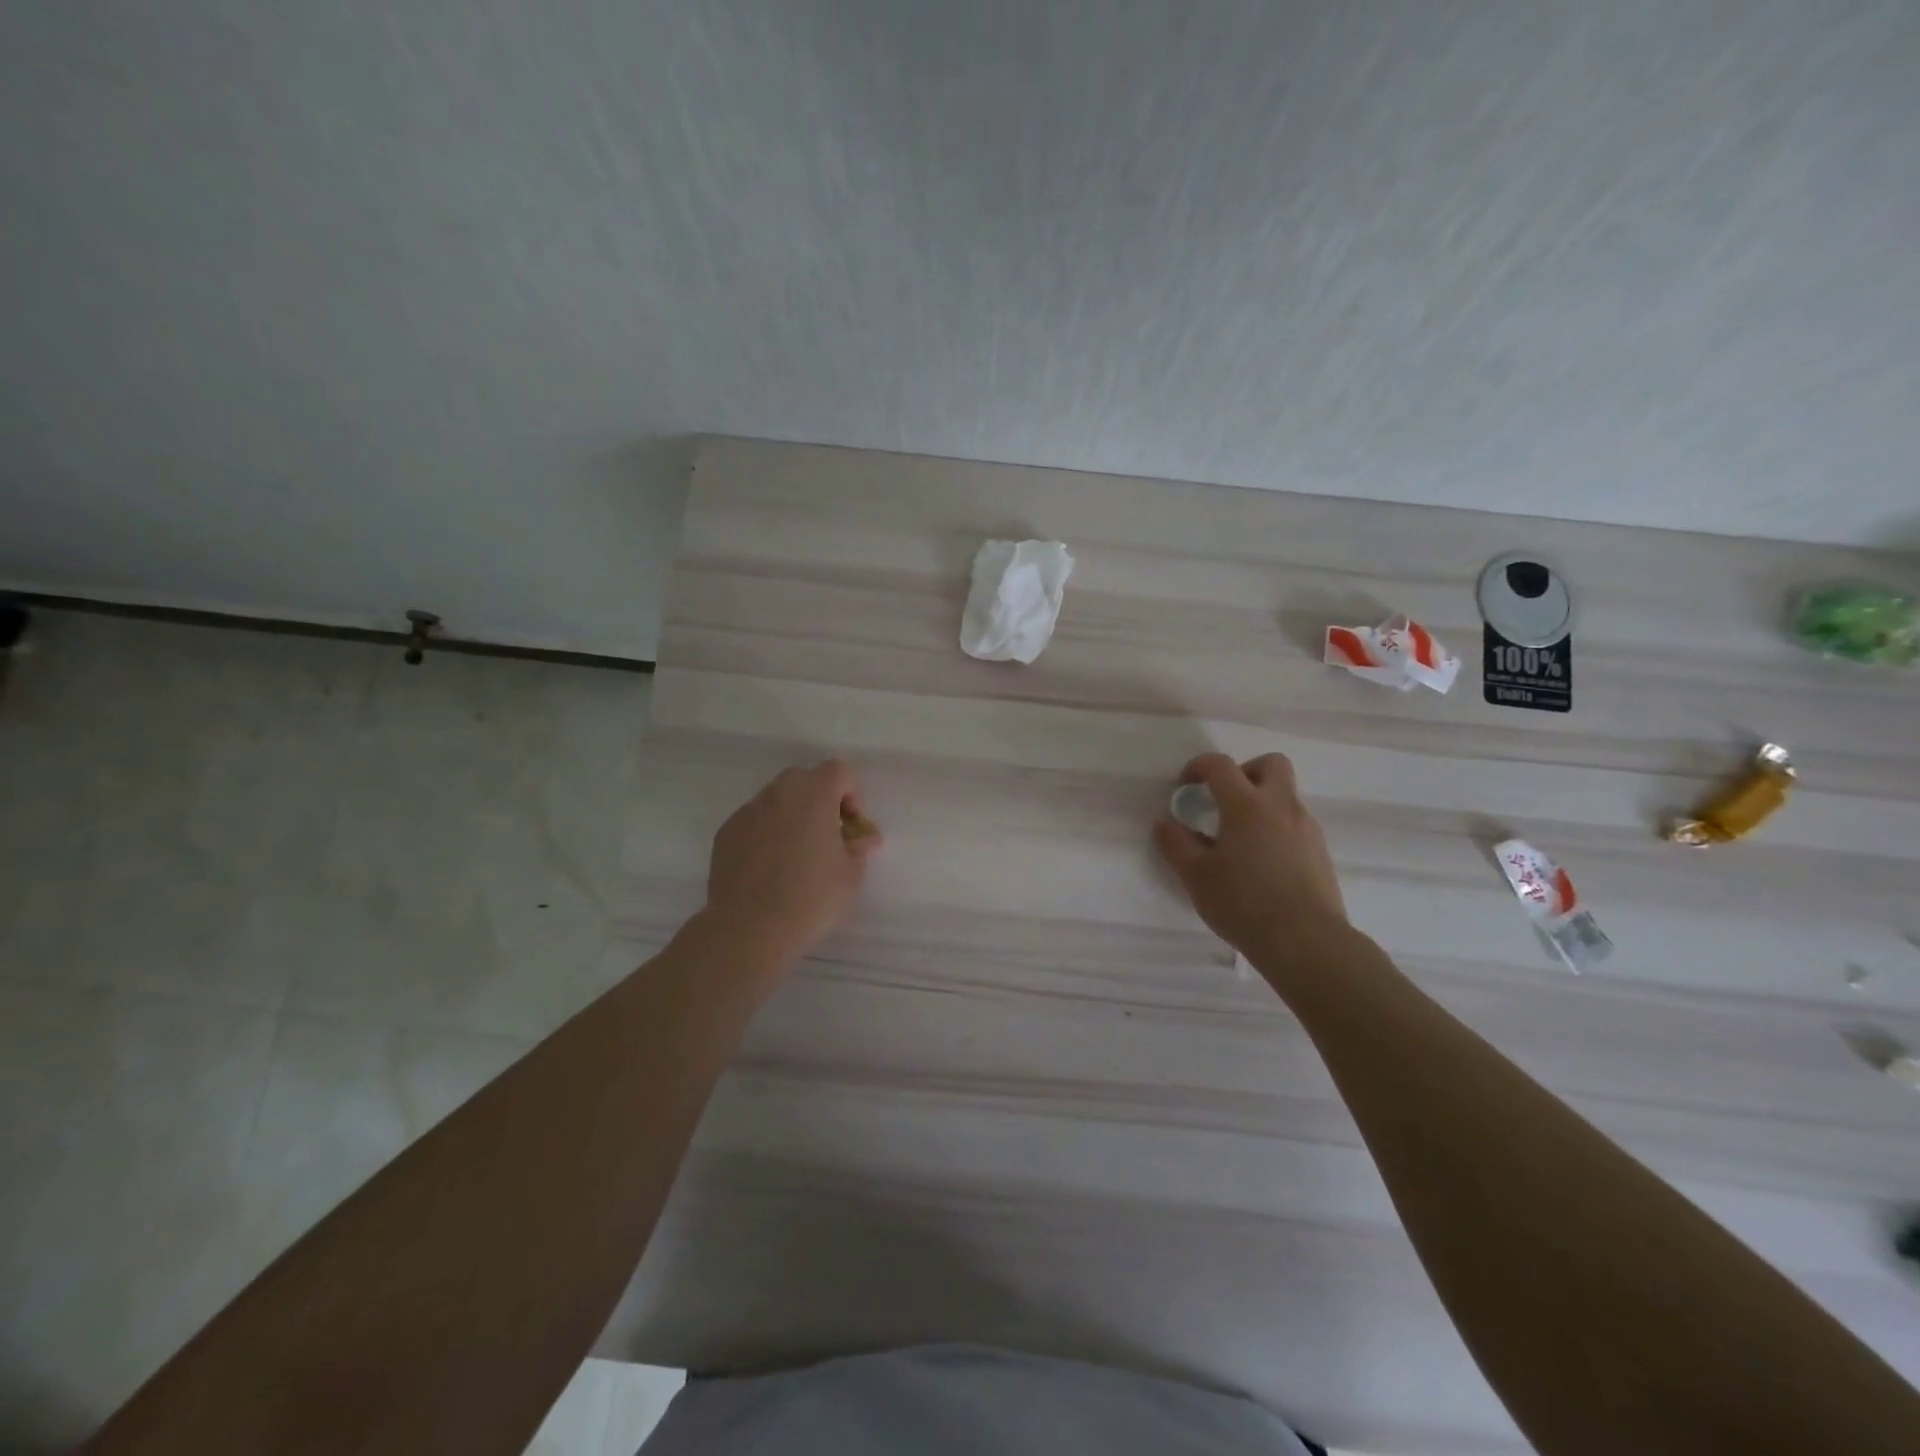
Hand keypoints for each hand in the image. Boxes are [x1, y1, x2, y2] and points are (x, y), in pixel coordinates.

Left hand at [705, 759, 880, 963]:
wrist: (749, 929)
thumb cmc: (811, 898)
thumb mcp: (851, 875)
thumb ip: (859, 847)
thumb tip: (864, 838)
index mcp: (813, 795)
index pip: (838, 771)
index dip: (851, 794)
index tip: (851, 826)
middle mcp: (778, 794)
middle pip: (805, 779)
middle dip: (820, 799)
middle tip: (827, 835)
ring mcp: (748, 811)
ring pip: (776, 799)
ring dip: (791, 815)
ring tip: (796, 854)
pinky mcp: (726, 832)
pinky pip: (754, 821)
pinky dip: (766, 832)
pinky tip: (768, 867)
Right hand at [1153, 752, 1347, 960]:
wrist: (1306, 942)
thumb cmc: (1243, 903)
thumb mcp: (1195, 876)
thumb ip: (1175, 843)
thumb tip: (1165, 822)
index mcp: (1247, 805)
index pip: (1221, 765)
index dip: (1199, 766)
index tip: (1186, 785)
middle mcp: (1281, 807)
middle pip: (1271, 764)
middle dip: (1245, 771)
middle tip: (1225, 799)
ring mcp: (1307, 828)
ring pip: (1286, 796)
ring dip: (1261, 803)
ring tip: (1239, 840)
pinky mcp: (1321, 852)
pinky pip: (1296, 824)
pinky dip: (1276, 829)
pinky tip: (1261, 863)